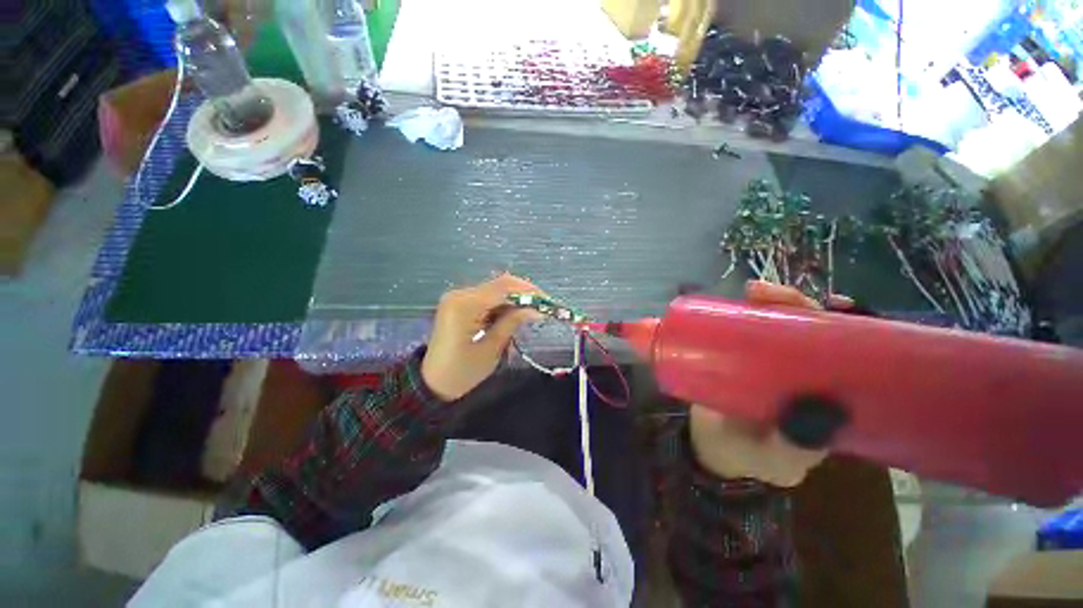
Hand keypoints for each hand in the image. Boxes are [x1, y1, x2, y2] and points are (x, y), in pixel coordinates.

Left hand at [421, 274, 543, 401]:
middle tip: (542, 308)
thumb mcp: (491, 349)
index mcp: (465, 305)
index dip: (528, 291)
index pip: (503, 287)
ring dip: (514, 300)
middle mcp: (460, 294)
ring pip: (495, 291)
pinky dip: (502, 306)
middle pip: (499, 285)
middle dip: (523, 295)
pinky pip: (487, 299)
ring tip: (531, 314)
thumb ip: (511, 323)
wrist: (431, 383)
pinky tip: (513, 316)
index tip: (547, 302)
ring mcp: (458, 298)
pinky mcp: (460, 304)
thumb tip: (535, 309)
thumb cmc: (461, 372)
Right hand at [688, 280, 852, 486]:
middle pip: (814, 331)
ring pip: (783, 325)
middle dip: (804, 308)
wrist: (709, 449)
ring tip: (757, 292)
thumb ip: (795, 446)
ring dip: (776, 303)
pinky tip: (744, 299)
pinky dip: (751, 312)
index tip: (841, 308)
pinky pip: (751, 330)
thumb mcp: (776, 459)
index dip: (850, 327)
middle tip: (779, 297)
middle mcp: (805, 372)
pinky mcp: (743, 357)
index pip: (849, 353)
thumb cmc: (750, 456)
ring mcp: (772, 362)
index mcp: (826, 394)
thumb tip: (821, 411)